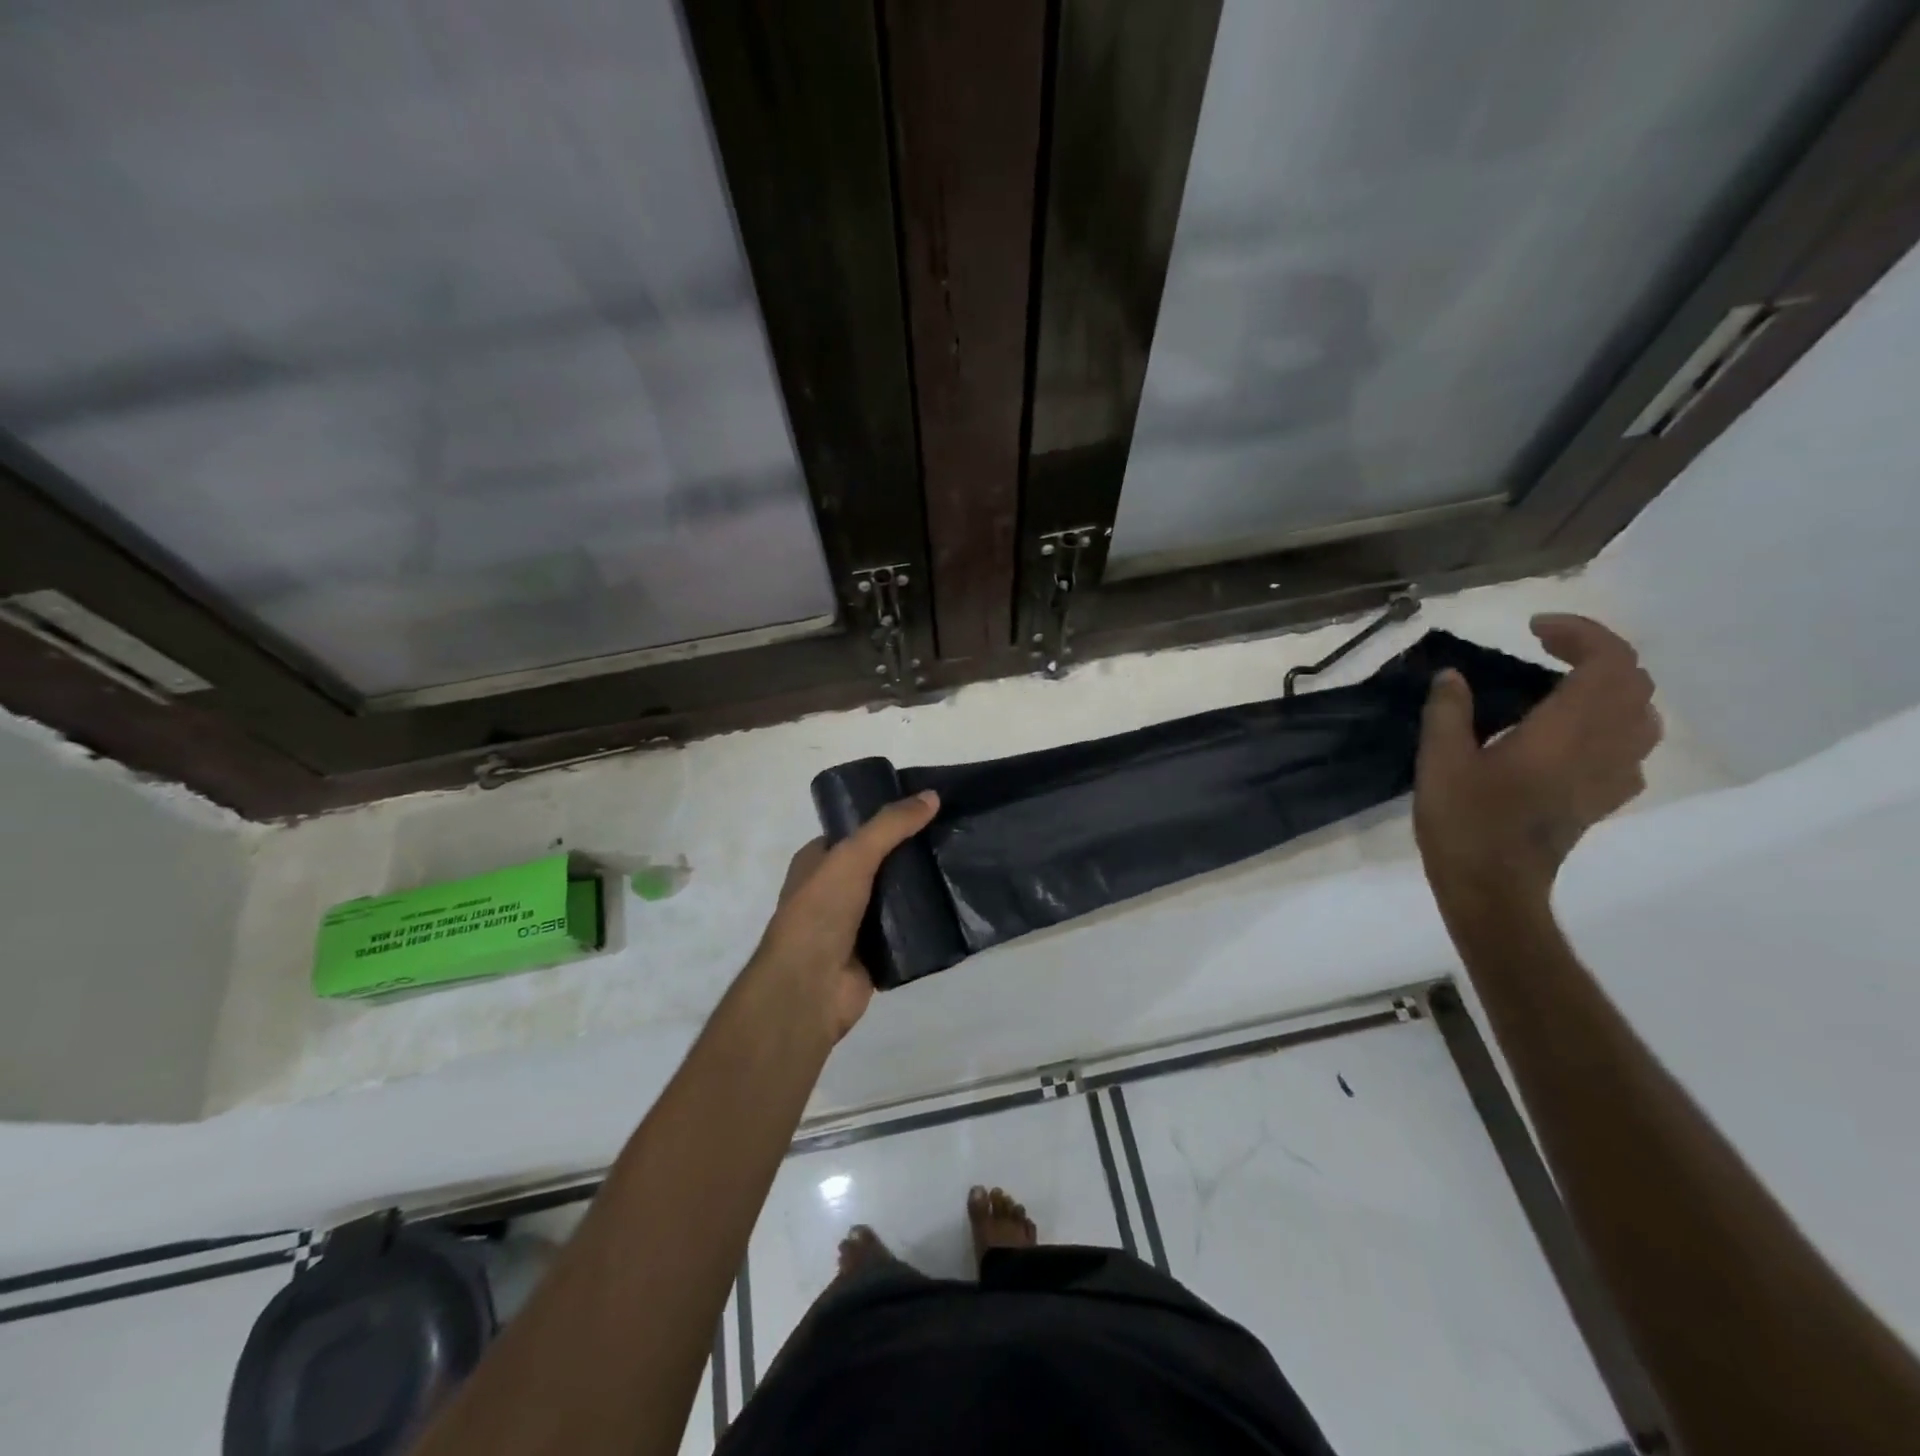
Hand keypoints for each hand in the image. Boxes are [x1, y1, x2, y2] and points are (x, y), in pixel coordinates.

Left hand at [749, 791, 939, 1040]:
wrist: (809, 988)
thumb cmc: (820, 911)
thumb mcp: (853, 855)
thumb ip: (890, 825)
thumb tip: (932, 796)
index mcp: (818, 862)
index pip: (857, 831)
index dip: (887, 819)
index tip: (927, 809)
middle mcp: (834, 890)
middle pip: (880, 864)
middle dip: (911, 853)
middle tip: (952, 837)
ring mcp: (854, 924)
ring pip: (895, 897)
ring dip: (921, 888)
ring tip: (960, 866)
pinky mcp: (875, 954)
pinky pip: (906, 931)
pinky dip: (925, 923)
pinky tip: (954, 908)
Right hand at [1415, 615, 1660, 907]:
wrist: (1493, 889)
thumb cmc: (1464, 823)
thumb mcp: (1439, 762)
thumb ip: (1448, 712)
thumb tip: (1451, 677)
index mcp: (1566, 732)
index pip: (1609, 662)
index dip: (1581, 633)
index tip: (1534, 629)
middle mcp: (1604, 747)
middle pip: (1632, 682)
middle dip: (1594, 653)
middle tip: (1543, 650)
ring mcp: (1612, 776)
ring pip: (1642, 713)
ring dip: (1610, 686)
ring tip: (1562, 685)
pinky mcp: (1604, 798)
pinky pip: (1632, 746)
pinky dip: (1611, 723)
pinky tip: (1572, 734)